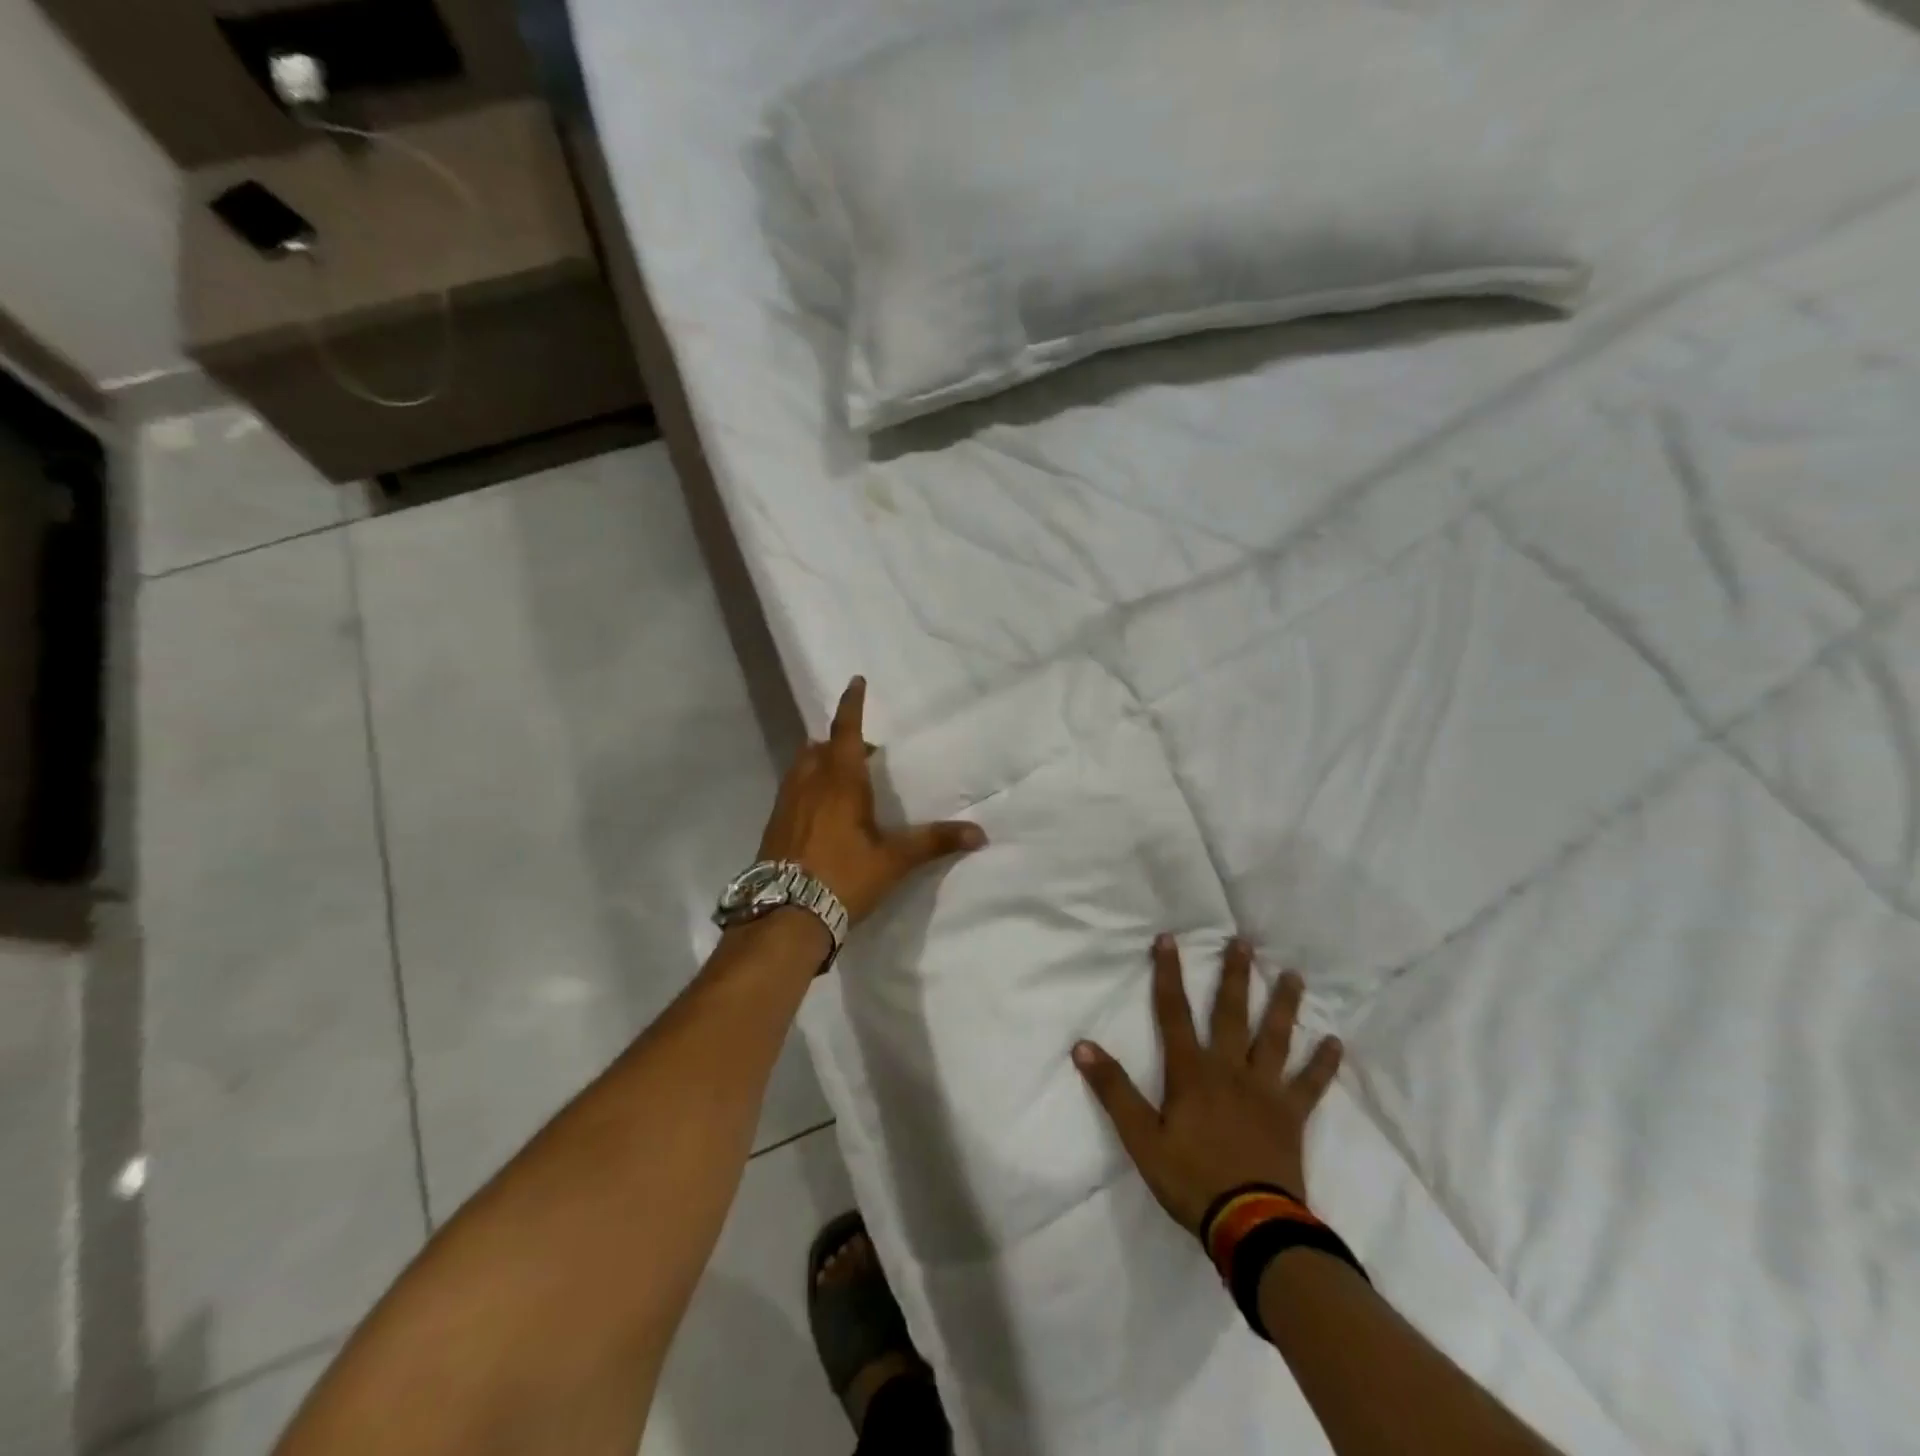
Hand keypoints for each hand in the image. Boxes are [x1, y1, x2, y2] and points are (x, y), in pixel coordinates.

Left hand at [757, 676, 986, 923]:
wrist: (785, 915)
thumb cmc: (844, 877)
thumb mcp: (894, 860)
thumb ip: (934, 842)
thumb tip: (980, 834)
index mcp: (839, 781)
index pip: (845, 730)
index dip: (852, 704)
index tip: (855, 680)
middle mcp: (809, 782)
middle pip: (821, 746)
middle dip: (841, 742)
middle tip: (864, 754)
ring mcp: (785, 802)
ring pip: (803, 766)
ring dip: (822, 762)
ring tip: (844, 781)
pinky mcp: (774, 824)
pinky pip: (793, 789)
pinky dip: (809, 785)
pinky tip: (822, 813)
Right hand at [1073, 934, 1342, 1233]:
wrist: (1251, 1225)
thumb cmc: (1190, 1179)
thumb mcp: (1141, 1138)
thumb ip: (1114, 1090)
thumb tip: (1083, 1046)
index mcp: (1191, 1072)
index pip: (1174, 1012)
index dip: (1168, 974)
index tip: (1168, 939)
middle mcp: (1229, 1069)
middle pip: (1231, 1013)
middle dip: (1234, 975)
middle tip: (1243, 942)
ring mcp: (1265, 1091)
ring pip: (1275, 1038)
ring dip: (1283, 1004)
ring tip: (1293, 975)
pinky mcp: (1291, 1116)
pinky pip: (1310, 1084)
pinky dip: (1323, 1064)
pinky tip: (1335, 1042)